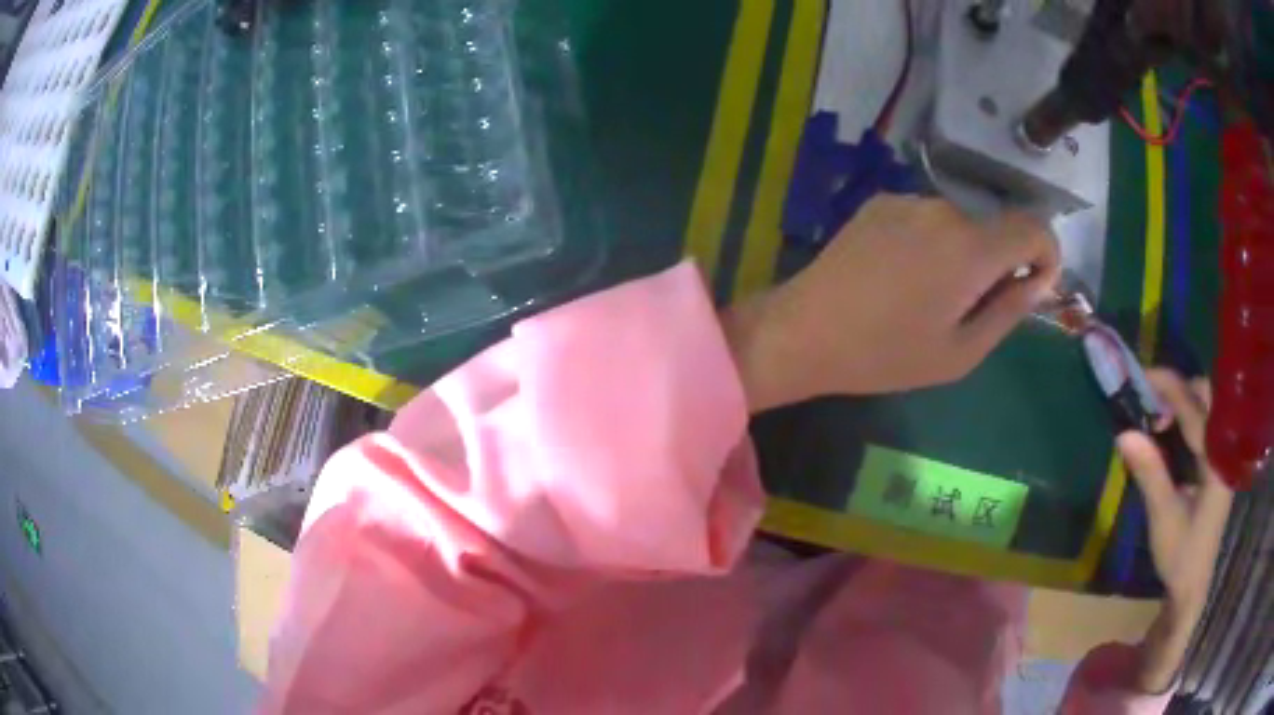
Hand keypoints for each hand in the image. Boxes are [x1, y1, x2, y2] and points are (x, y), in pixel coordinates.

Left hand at [722, 196, 1059, 411]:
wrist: (804, 330)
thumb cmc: (887, 354)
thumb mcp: (961, 352)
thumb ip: (1010, 310)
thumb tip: (1040, 279)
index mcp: (971, 248)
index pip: (1034, 227)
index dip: (1046, 253)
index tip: (1034, 285)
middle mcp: (944, 209)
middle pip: (995, 229)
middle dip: (997, 264)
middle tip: (966, 310)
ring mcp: (907, 199)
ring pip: (960, 225)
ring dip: (962, 254)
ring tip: (926, 297)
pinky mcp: (880, 200)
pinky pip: (926, 219)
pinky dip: (931, 243)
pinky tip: (899, 276)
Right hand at [1117, 370, 1233, 693]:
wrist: (1192, 586)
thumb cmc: (1180, 556)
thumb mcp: (1163, 518)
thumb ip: (1150, 473)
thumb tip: (1123, 433)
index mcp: (1216, 462)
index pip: (1195, 411)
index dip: (1170, 389)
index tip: (1143, 376)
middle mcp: (1222, 451)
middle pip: (1207, 398)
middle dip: (1180, 389)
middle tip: (1149, 396)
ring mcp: (1221, 456)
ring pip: (1206, 409)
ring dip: (1183, 402)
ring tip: (1155, 412)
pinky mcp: (1216, 464)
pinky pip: (1203, 426)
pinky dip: (1185, 419)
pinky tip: (1168, 431)